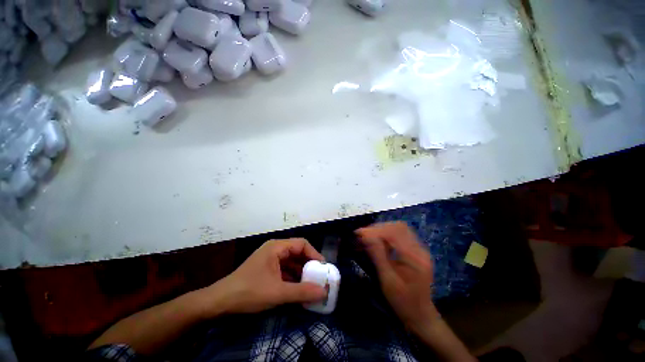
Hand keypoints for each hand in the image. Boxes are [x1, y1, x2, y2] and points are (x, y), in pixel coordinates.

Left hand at [204, 238, 327, 315]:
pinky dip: (292, 278)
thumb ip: (302, 292)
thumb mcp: (277, 293)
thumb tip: (323, 292)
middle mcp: (275, 249)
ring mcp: (270, 259)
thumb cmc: (249, 292)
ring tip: (311, 285)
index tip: (322, 268)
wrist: (219, 302)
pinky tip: (297, 289)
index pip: (302, 244)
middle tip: (319, 278)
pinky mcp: (266, 269)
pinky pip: (284, 270)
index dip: (314, 254)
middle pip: (297, 252)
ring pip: (291, 262)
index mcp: (277, 247)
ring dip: (301, 273)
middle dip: (308, 265)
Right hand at [356, 222, 438, 331]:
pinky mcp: (415, 250)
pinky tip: (378, 240)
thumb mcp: (388, 281)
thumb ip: (377, 256)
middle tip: (362, 234)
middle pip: (397, 227)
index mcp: (414, 257)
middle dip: (378, 228)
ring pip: (399, 228)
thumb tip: (365, 236)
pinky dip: (387, 234)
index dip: (375, 230)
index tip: (358, 233)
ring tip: (368, 236)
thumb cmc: (403, 302)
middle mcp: (419, 249)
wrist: (421, 316)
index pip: (394, 233)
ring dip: (382, 229)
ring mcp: (419, 249)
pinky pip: (400, 234)